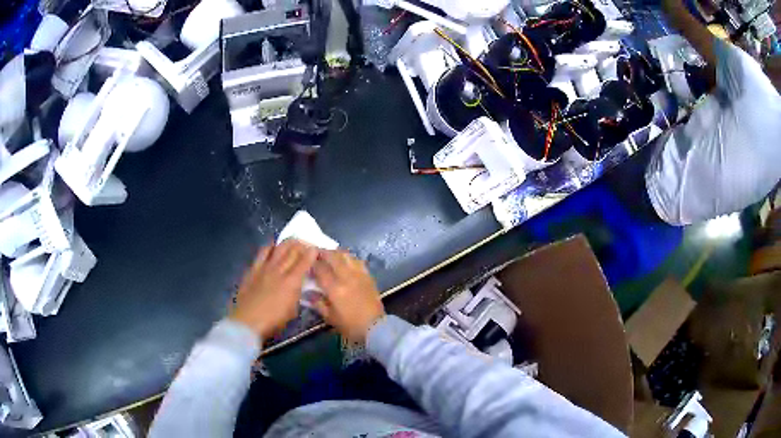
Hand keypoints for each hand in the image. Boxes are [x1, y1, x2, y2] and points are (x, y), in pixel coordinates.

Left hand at [230, 240, 317, 338]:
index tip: (316, 249)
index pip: (305, 261)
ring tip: (292, 244)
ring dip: (287, 243)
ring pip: (278, 247)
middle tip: (307, 245)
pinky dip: (270, 247)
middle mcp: (279, 270)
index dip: (312, 253)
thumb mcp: (292, 311)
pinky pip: (262, 252)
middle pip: (292, 250)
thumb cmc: (273, 321)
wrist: (247, 322)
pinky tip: (273, 248)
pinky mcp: (253, 269)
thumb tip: (300, 286)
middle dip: (302, 244)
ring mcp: (265, 267)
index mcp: (292, 282)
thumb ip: (298, 295)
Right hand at [312, 250, 385, 343]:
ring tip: (330, 255)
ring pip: (346, 256)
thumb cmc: (350, 325)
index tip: (307, 262)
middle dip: (323, 252)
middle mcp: (346, 277)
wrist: (375, 327)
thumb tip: (307, 293)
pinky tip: (346, 261)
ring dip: (336, 253)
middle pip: (333, 257)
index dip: (312, 263)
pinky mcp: (368, 276)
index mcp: (335, 288)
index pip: (320, 269)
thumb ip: (318, 303)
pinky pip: (357, 261)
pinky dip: (349, 258)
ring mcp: (359, 275)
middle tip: (317, 253)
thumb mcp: (330, 317)